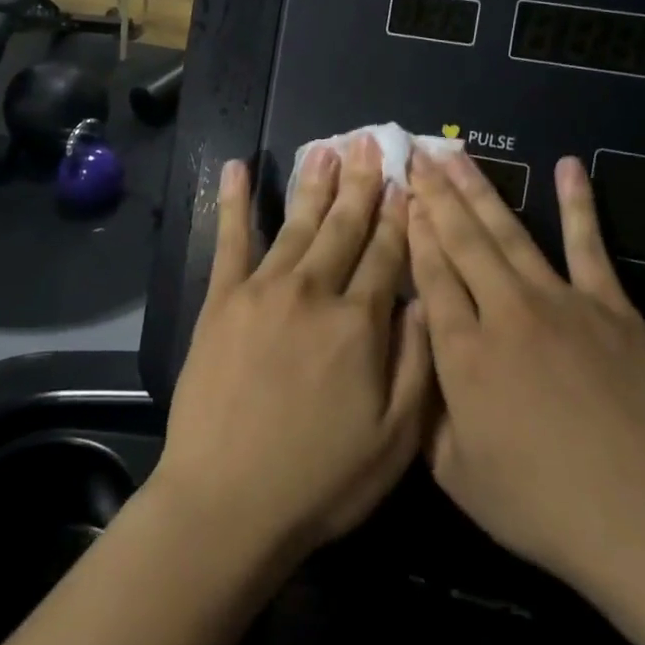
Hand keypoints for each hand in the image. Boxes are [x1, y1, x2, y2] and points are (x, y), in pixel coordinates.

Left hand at [154, 136, 433, 561]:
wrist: (227, 503)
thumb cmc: (320, 480)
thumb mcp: (395, 439)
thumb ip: (416, 363)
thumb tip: (422, 300)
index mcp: (359, 323)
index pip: (387, 254)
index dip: (400, 215)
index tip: (408, 180)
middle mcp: (313, 292)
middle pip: (345, 227)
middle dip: (363, 183)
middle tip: (372, 141)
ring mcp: (263, 291)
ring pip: (298, 224)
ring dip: (315, 183)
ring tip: (328, 147)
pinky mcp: (221, 301)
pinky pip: (230, 240)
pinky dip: (235, 202)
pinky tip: (238, 168)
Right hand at [407, 151, 644, 610]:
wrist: (639, 519)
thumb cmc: (538, 504)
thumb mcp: (455, 472)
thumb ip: (423, 408)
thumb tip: (407, 355)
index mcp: (462, 353)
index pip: (430, 274)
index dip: (413, 230)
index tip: (400, 194)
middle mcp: (504, 312)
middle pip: (462, 240)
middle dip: (434, 193)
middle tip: (415, 154)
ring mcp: (560, 302)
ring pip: (509, 232)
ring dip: (479, 189)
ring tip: (455, 153)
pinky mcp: (610, 306)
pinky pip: (588, 244)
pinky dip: (577, 203)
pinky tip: (566, 166)